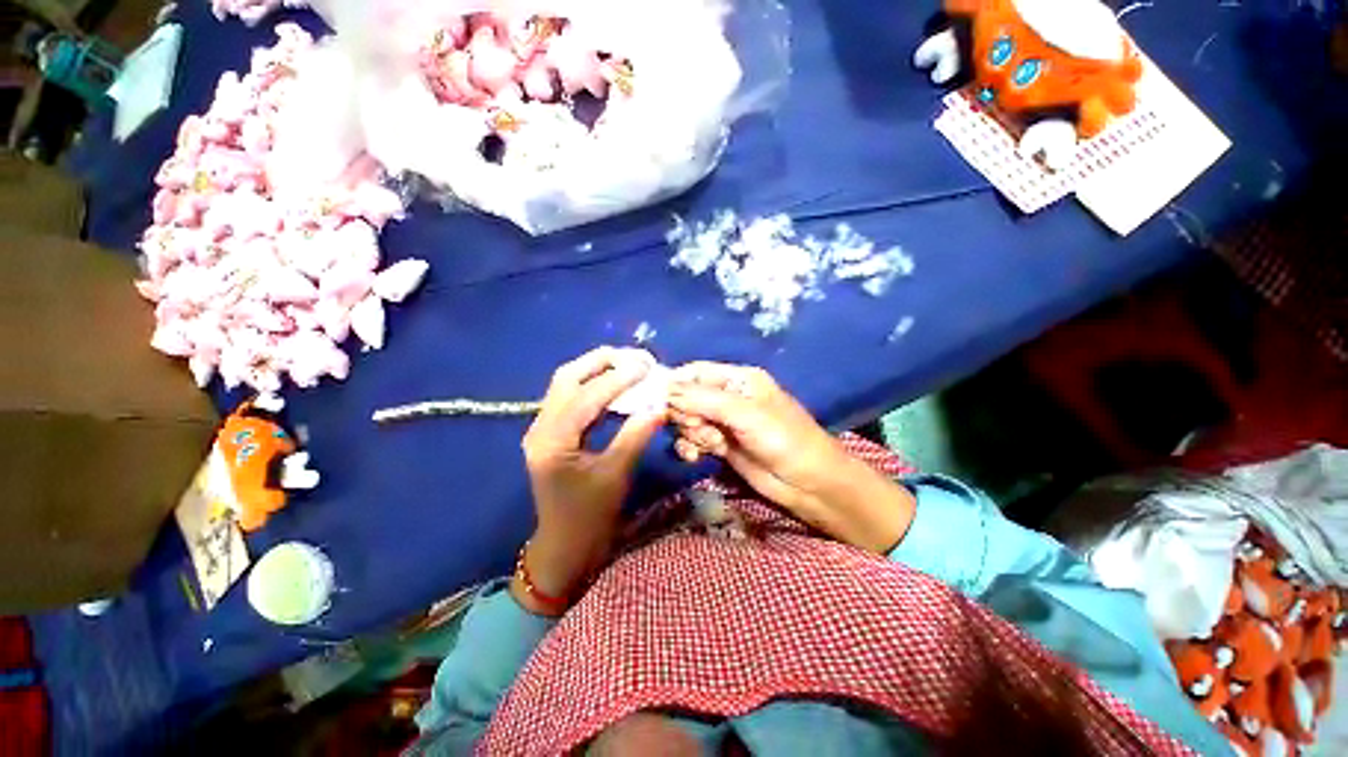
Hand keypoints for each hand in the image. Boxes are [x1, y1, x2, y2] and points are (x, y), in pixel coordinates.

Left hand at [516, 347, 665, 614]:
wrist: (564, 546)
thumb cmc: (589, 517)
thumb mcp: (615, 475)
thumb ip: (636, 435)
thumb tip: (659, 405)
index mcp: (552, 441)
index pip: (586, 397)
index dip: (618, 379)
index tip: (646, 366)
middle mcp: (540, 428)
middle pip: (566, 378)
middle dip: (600, 362)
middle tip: (632, 357)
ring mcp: (543, 429)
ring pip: (566, 385)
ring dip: (595, 370)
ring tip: (626, 365)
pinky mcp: (551, 433)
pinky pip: (570, 399)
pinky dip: (593, 387)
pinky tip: (614, 387)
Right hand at [667, 363, 914, 554]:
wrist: (808, 483)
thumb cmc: (783, 439)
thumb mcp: (745, 414)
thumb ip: (704, 400)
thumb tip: (665, 389)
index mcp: (738, 379)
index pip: (696, 372)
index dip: (675, 383)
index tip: (656, 399)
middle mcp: (728, 396)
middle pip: (687, 396)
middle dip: (686, 413)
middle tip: (700, 427)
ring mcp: (724, 421)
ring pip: (688, 419)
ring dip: (689, 432)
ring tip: (708, 443)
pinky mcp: (721, 444)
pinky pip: (693, 439)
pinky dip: (690, 446)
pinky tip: (696, 456)